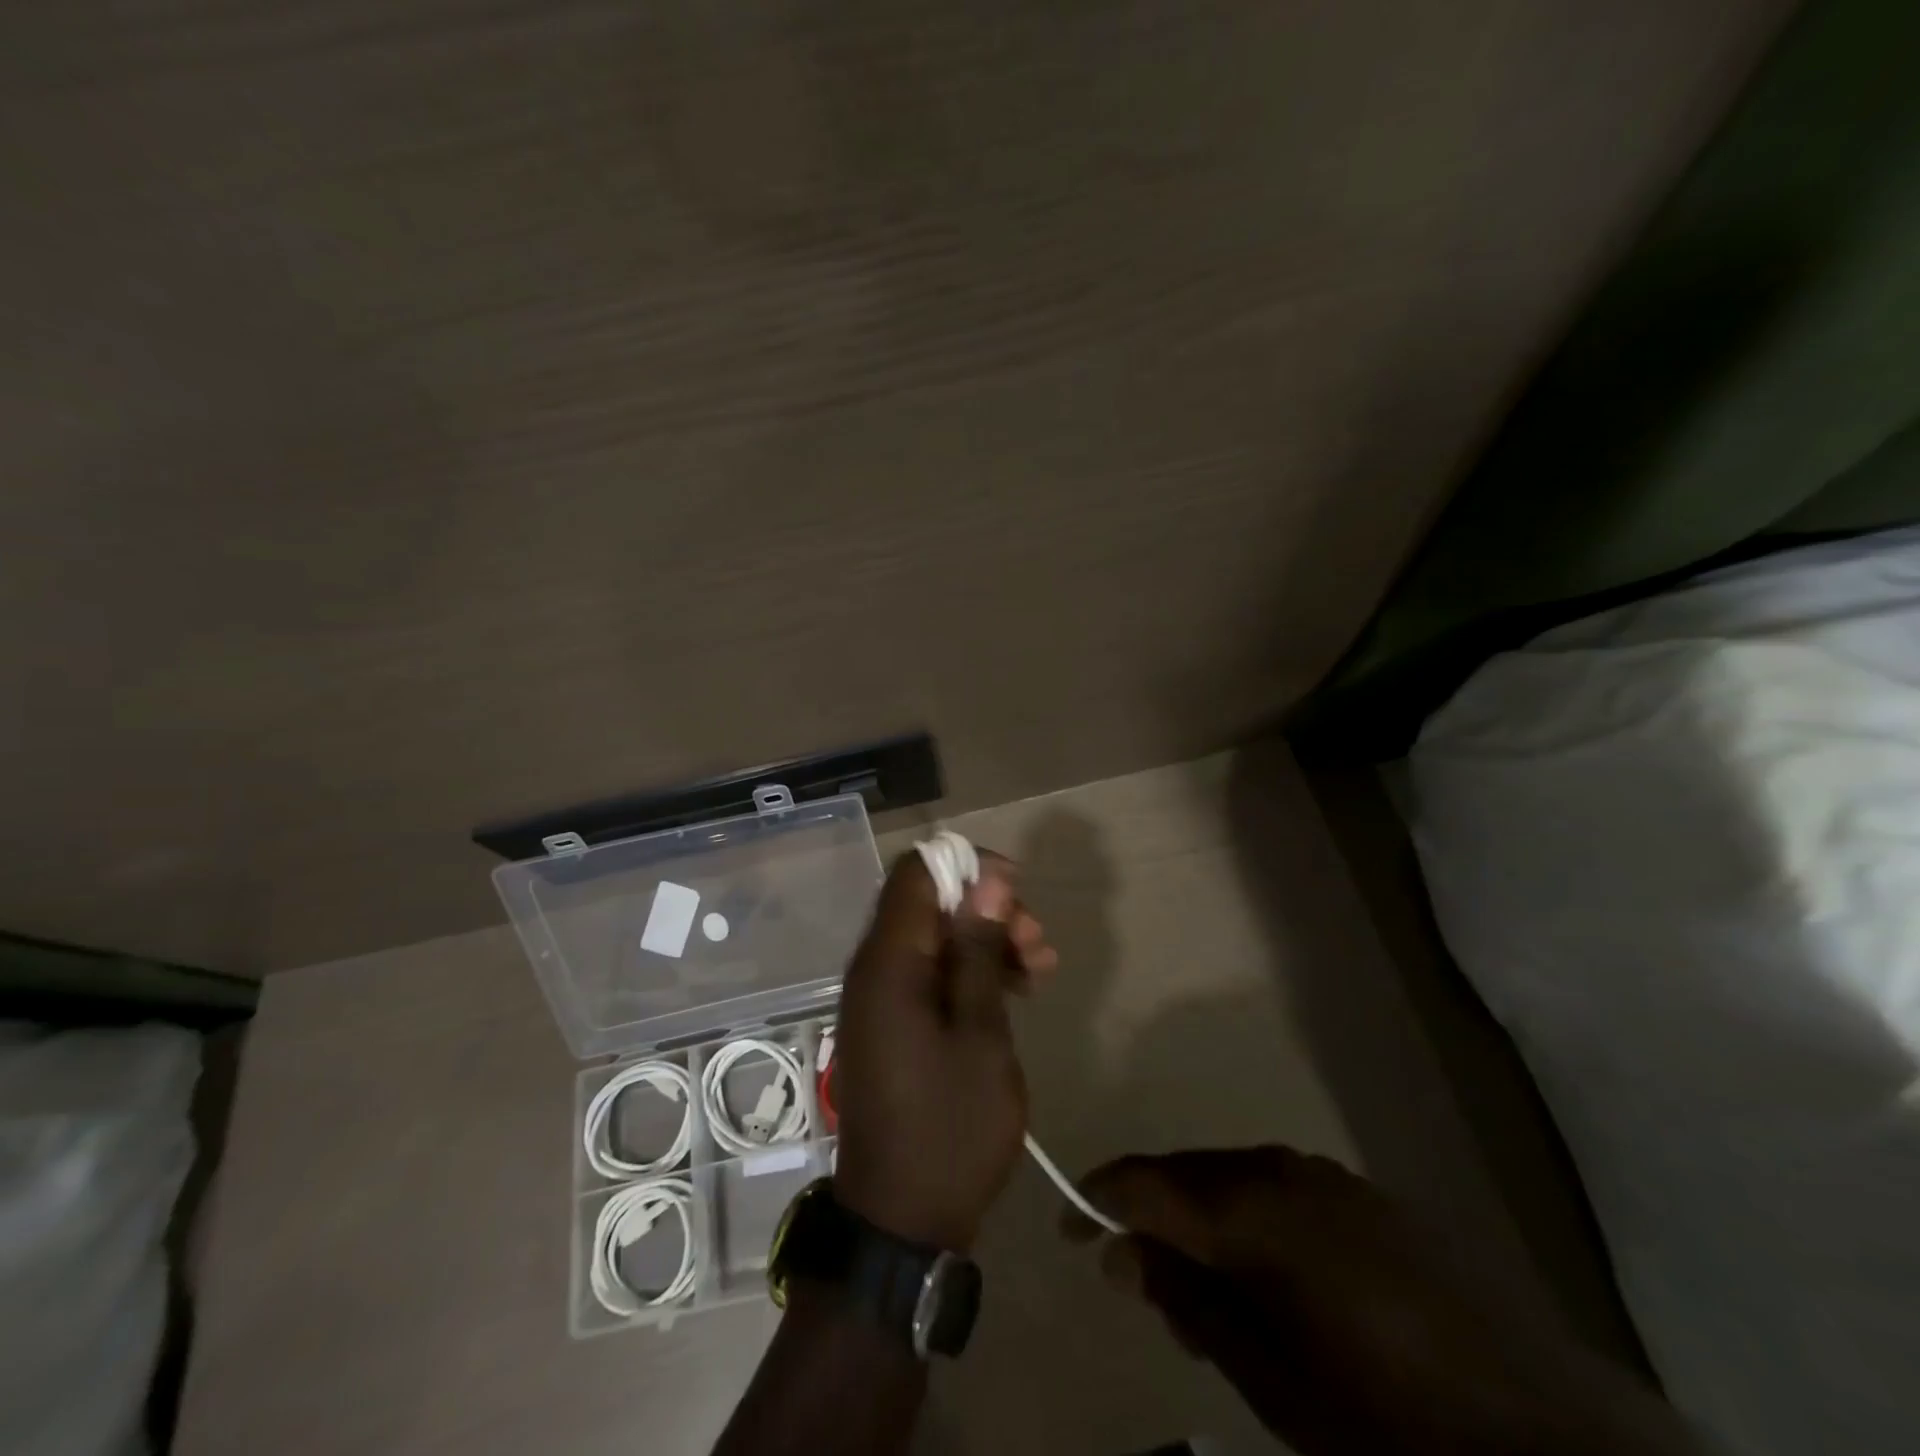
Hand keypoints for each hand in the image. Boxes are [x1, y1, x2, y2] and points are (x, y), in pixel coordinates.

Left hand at [831, 847, 1055, 1251]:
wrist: (900, 1224)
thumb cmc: (949, 1129)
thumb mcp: (980, 1034)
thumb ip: (977, 951)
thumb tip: (986, 880)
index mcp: (887, 963)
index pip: (917, 873)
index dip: (968, 866)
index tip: (1017, 889)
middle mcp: (873, 969)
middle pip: (928, 904)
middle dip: (986, 909)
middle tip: (1037, 942)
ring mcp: (879, 999)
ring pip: (934, 939)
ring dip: (985, 941)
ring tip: (1040, 968)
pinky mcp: (890, 1025)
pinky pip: (928, 974)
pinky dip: (969, 973)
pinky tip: (1014, 991)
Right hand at [1066, 1148, 1700, 1455]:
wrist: (1550, 1435)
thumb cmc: (1387, 1420)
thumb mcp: (1271, 1379)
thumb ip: (1190, 1301)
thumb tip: (1121, 1253)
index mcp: (1251, 1208)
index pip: (1146, 1185)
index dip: (1098, 1199)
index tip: (1069, 1225)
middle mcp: (1280, 1169)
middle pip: (1187, 1175)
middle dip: (1151, 1216)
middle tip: (1138, 1282)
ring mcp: (1327, 1176)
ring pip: (1231, 1179)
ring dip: (1201, 1220)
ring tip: (1202, 1292)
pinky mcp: (1364, 1195)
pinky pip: (1278, 1189)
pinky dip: (1249, 1220)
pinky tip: (1266, 1274)